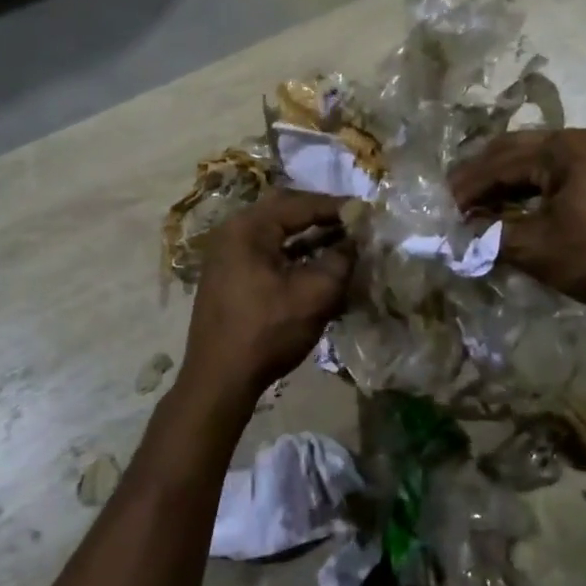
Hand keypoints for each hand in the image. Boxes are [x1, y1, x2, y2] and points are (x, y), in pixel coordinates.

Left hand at [182, 189, 355, 406]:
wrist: (219, 380)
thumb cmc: (267, 332)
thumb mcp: (314, 295)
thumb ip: (340, 260)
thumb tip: (355, 240)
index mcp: (248, 228)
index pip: (300, 204)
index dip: (336, 206)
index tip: (366, 211)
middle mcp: (232, 232)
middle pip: (284, 211)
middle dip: (320, 215)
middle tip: (351, 221)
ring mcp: (226, 255)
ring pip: (275, 233)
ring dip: (307, 235)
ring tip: (340, 241)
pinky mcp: (228, 276)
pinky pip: (266, 252)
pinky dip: (292, 253)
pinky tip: (316, 264)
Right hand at [450, 127, 585, 318]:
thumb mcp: (536, 248)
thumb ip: (490, 234)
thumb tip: (458, 229)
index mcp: (566, 147)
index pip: (502, 162)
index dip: (469, 186)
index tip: (442, 206)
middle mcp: (582, 137)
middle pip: (516, 150)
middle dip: (482, 176)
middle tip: (453, 200)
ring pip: (535, 159)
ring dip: (505, 180)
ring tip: (476, 204)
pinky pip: (556, 169)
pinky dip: (530, 185)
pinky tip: (511, 204)